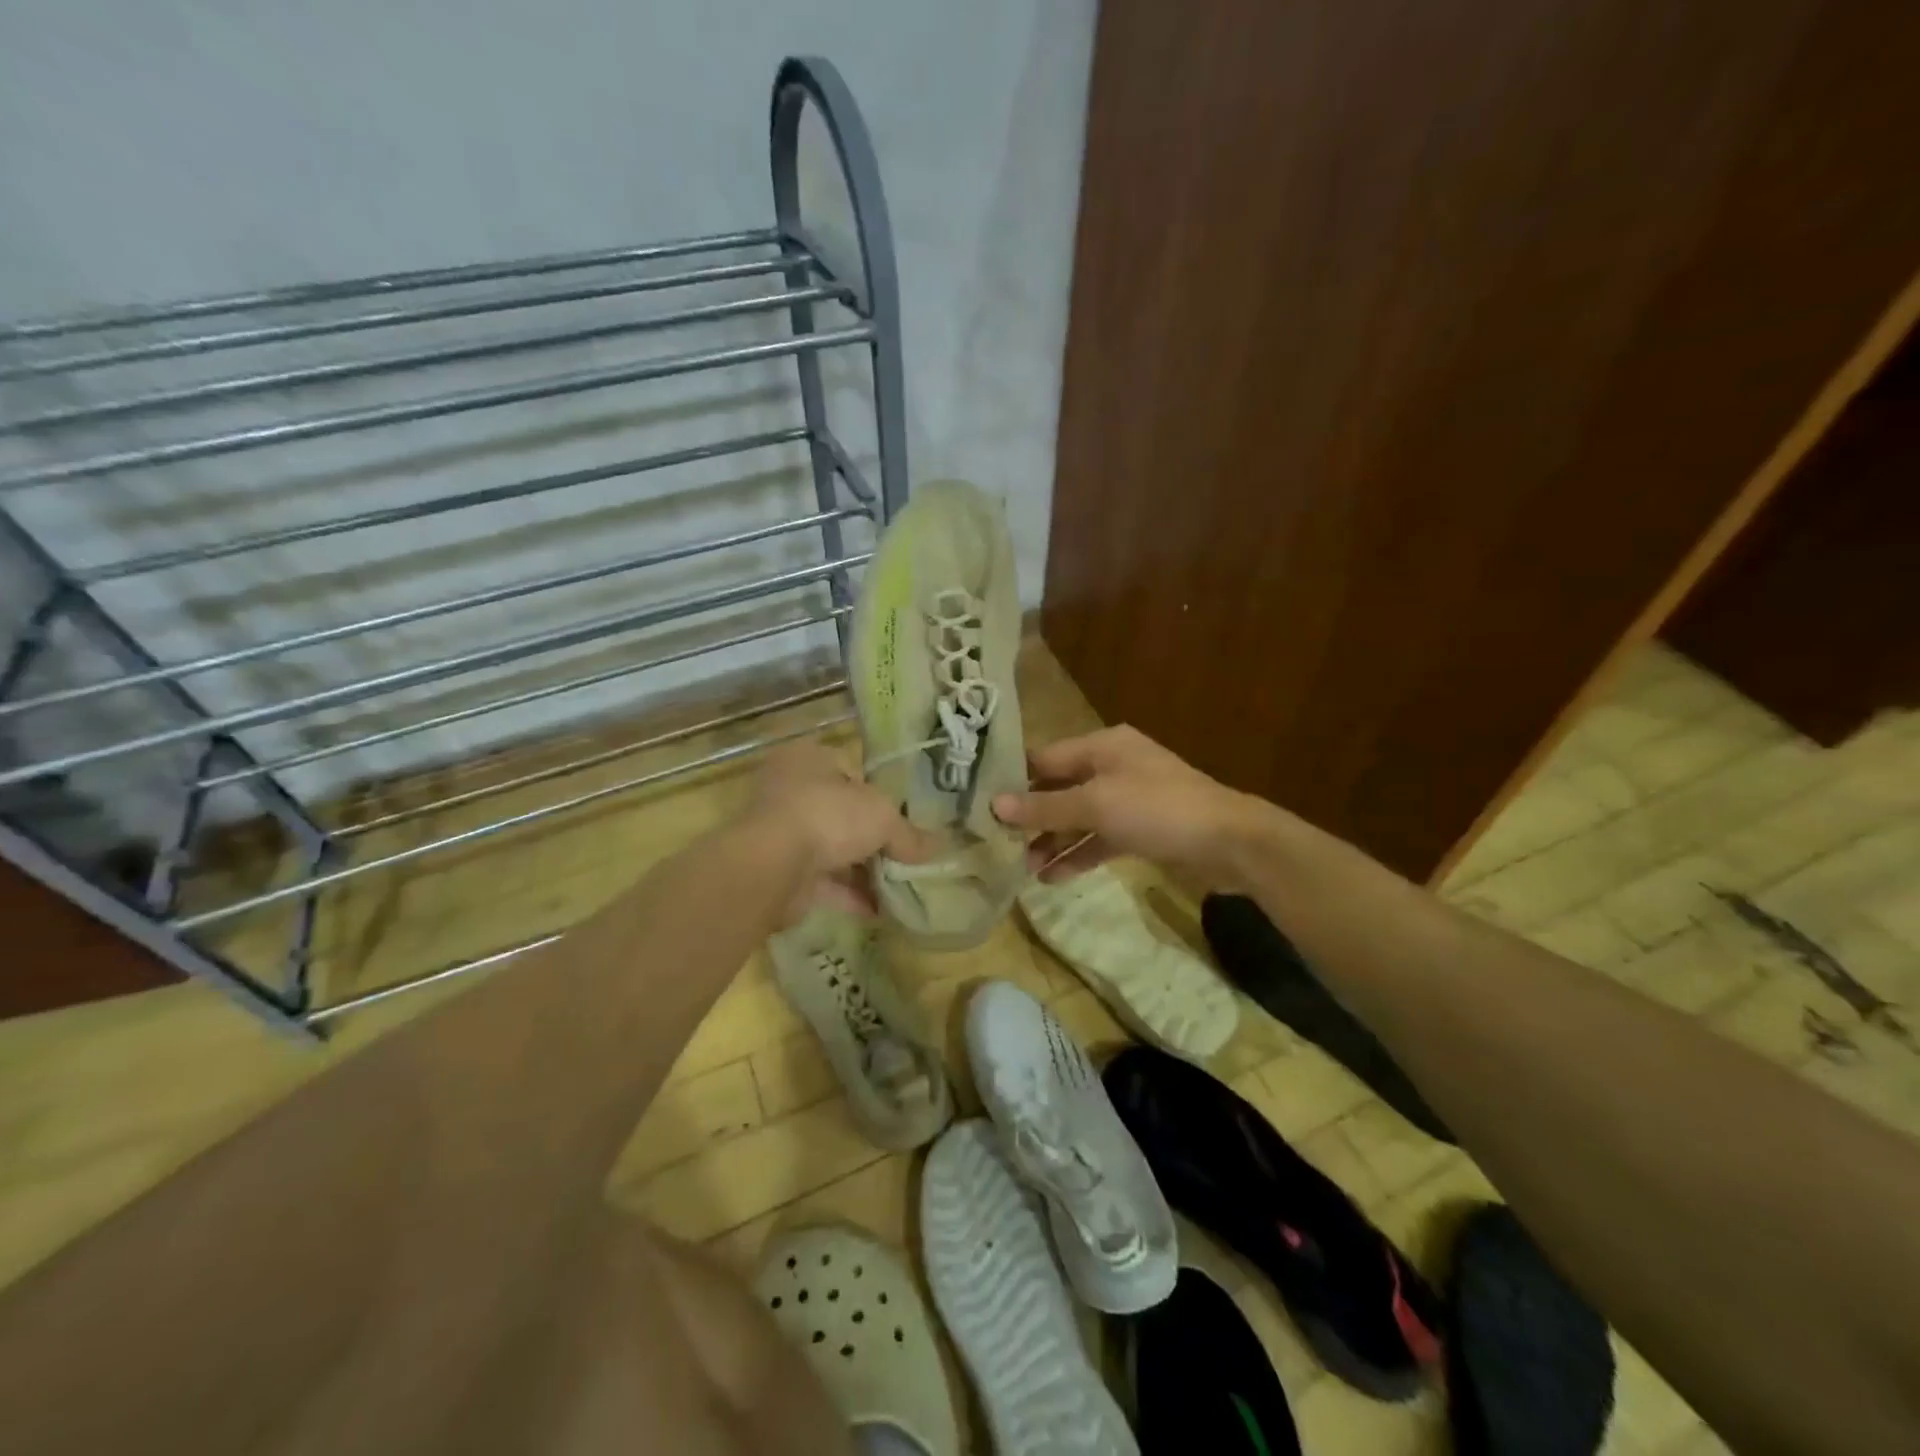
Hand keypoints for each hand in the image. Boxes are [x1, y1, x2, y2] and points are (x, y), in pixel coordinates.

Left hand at [742, 743, 935, 919]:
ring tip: (899, 886)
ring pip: (831, 850)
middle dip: (871, 838)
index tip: (900, 816)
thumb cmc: (828, 816)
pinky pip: (822, 883)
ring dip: (862, 870)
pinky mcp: (779, 873)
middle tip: (903, 855)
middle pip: (840, 814)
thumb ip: (908, 833)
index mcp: (808, 760)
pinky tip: (879, 910)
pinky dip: (849, 896)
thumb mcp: (883, 816)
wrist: (771, 866)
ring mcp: (781, 834)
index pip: (848, 771)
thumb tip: (936, 848)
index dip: (876, 793)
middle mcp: (789, 791)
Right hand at [992, 725, 1265, 884]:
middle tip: (998, 843)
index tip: (982, 804)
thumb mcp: (1096, 805)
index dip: (1014, 780)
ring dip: (1052, 840)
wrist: (1230, 842)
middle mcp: (1113, 766)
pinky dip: (1078, 854)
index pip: (1045, 758)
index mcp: (1102, 746)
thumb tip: (995, 806)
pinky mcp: (1141, 829)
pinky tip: (1053, 877)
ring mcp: (1129, 799)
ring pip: (1079, 817)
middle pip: (1060, 788)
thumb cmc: (1158, 810)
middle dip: (1031, 817)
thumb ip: (1045, 807)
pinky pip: (1100, 838)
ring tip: (1022, 868)